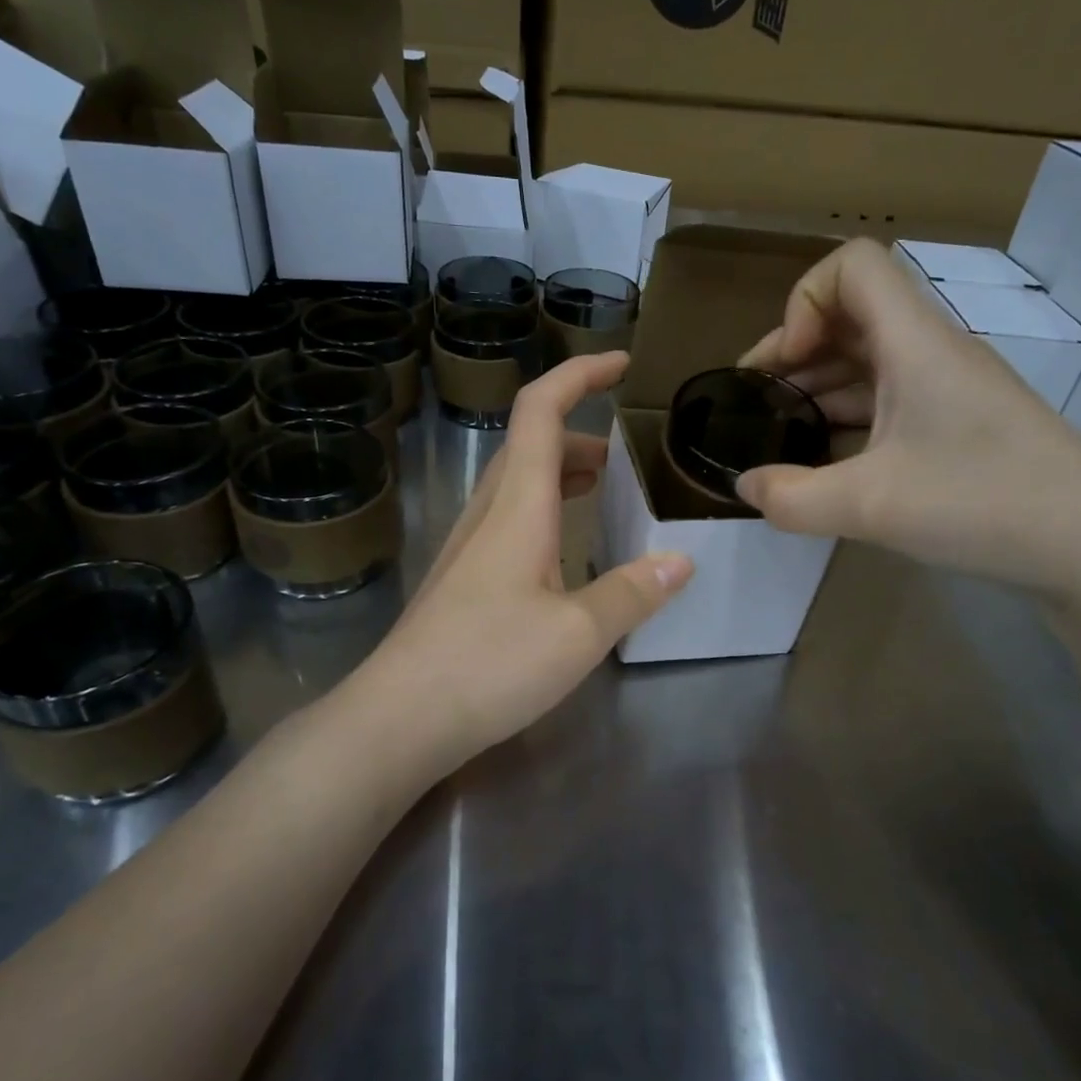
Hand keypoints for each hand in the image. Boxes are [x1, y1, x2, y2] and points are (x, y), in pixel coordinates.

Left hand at [345, 352, 693, 767]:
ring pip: (521, 483)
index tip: (622, 363)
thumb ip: (633, 592)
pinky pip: (512, 518)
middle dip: (583, 431)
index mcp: (518, 505)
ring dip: (565, 471)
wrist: (400, 717)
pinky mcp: (464, 577)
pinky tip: (569, 551)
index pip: (541, 410)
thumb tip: (681, 559)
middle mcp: (489, 512)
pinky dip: (549, 509)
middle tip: (630, 453)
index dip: (580, 375)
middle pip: (533, 443)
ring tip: (609, 491)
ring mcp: (470, 544)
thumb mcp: (579, 632)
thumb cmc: (489, 664)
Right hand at [736, 238, 1080, 600]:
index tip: (784, 364)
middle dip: (794, 350)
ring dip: (819, 386)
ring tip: (781, 434)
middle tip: (756, 402)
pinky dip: (849, 417)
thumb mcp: (869, 506)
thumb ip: (791, 498)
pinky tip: (827, 462)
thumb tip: (746, 486)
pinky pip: (890, 400)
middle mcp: (931, 352)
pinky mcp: (960, 425)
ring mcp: (949, 389)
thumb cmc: (981, 503)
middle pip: (852, 314)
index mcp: (915, 342)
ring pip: (869, 360)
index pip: (853, 266)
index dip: (803, 301)